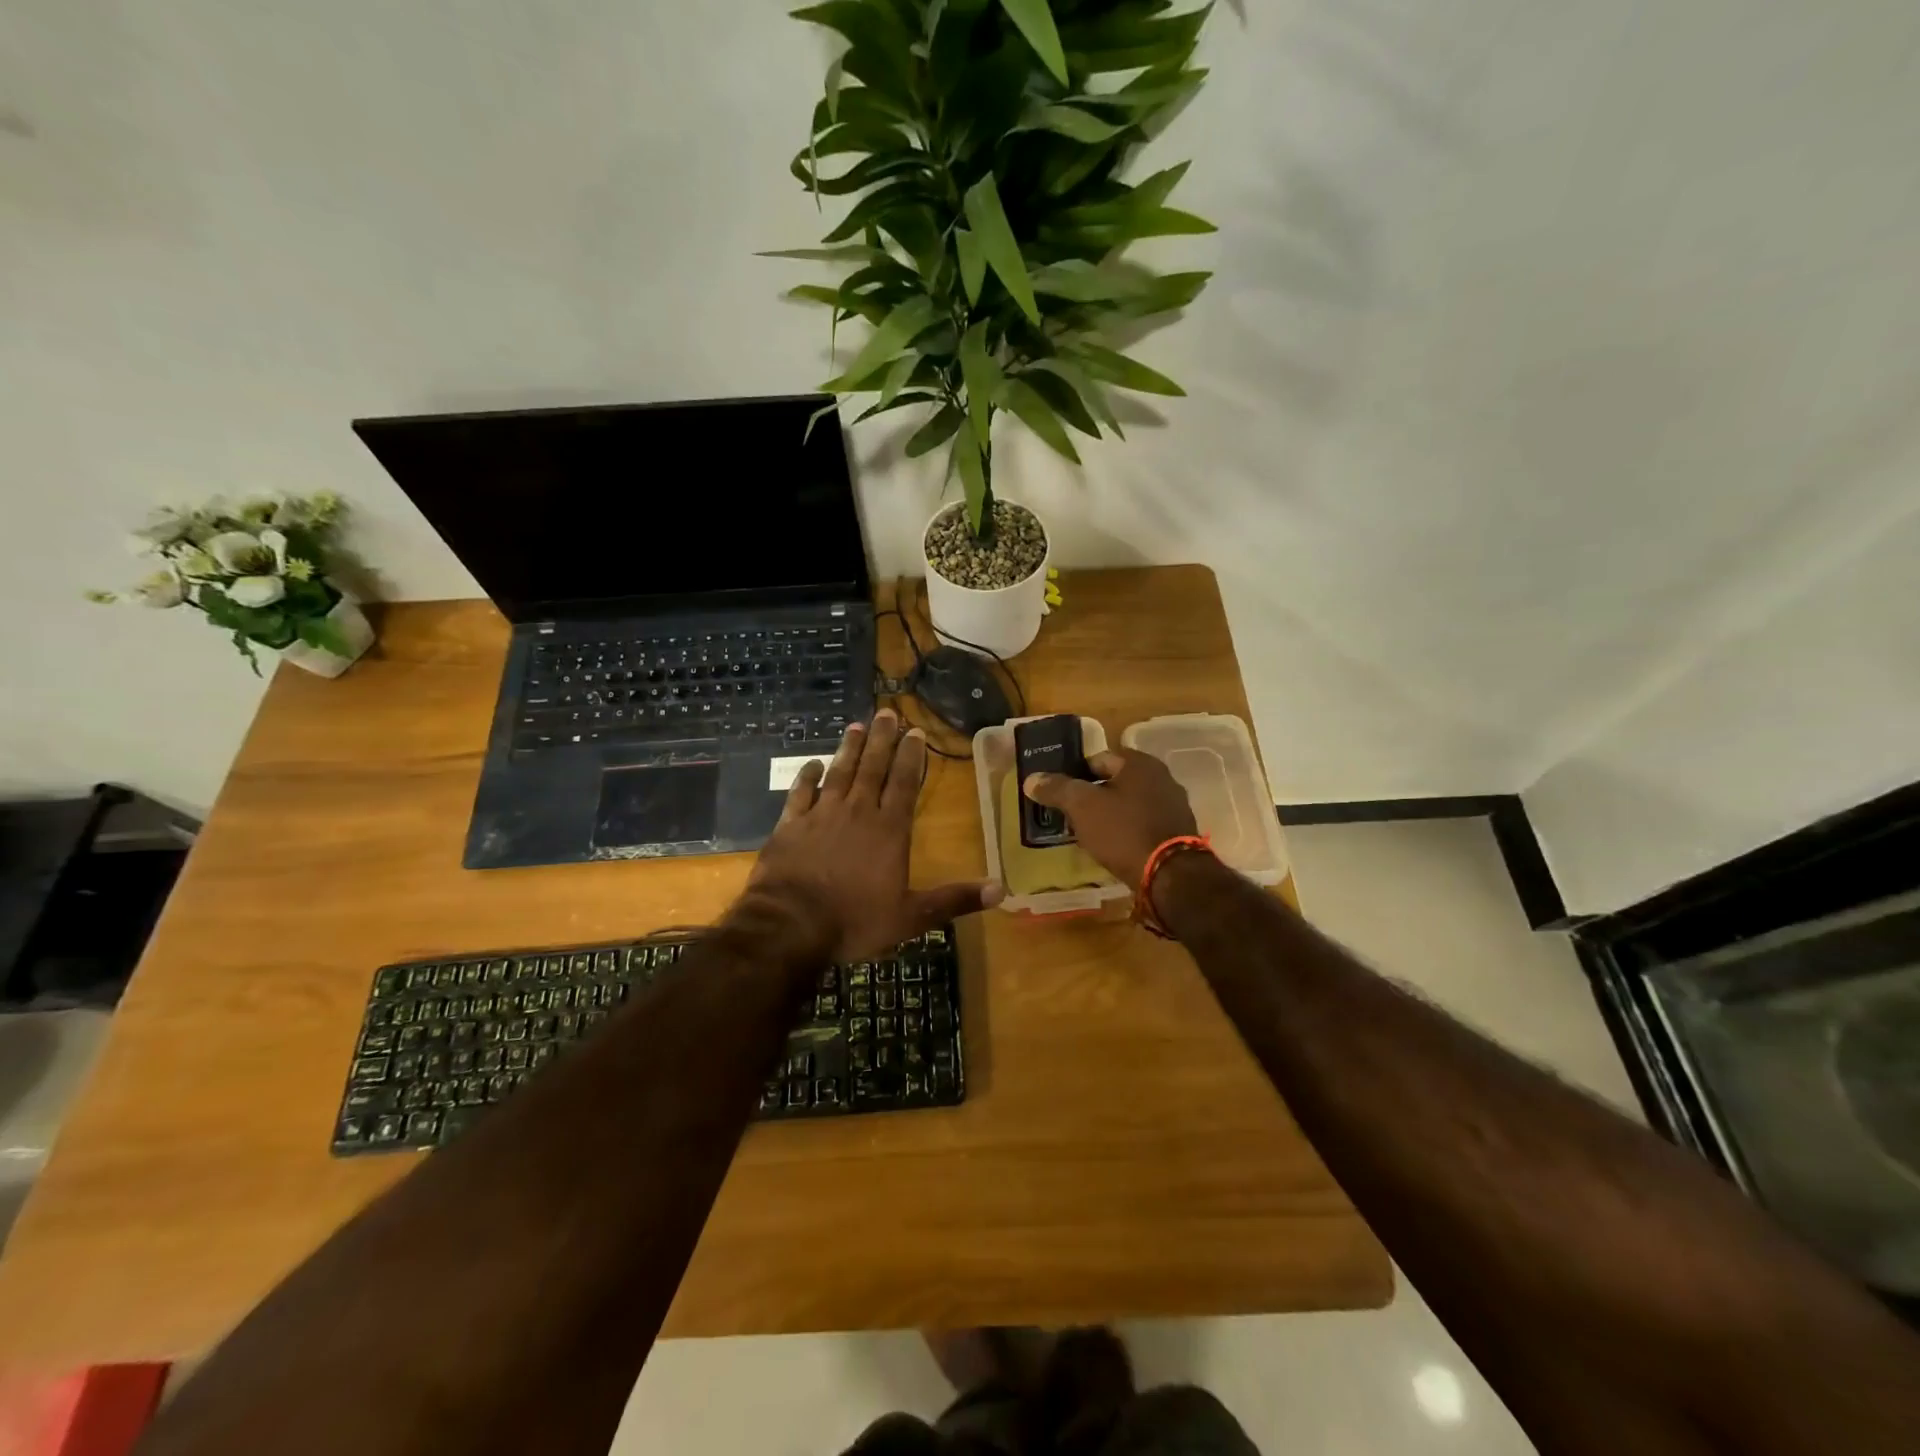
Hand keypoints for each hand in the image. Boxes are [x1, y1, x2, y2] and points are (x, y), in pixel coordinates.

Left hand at [745, 708, 1002, 961]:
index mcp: (888, 830)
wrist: (790, 925)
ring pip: (839, 772)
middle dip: (882, 739)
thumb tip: (1001, 889)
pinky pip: (800, 792)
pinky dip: (807, 776)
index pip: (903, 783)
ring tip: (857, 725)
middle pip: (872, 768)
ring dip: (850, 748)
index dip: (911, 756)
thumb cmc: (854, 920)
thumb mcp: (911, 917)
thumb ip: (954, 899)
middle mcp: (857, 812)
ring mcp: (820, 815)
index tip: (915, 731)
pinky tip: (812, 763)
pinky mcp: (790, 825)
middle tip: (887, 712)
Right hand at [1023, 748, 1196, 890]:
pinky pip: (1142, 824)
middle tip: (1069, 815)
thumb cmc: (1123, 832)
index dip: (1074, 773)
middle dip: (1092, 796)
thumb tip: (1032, 779)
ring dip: (1109, 815)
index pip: (1097, 758)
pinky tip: (1112, 848)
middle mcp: (1162, 778)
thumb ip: (1057, 789)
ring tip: (1087, 833)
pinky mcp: (1178, 833)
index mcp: (1140, 763)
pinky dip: (1126, 831)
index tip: (1058, 793)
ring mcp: (1173, 806)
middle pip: (1115, 782)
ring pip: (1129, 804)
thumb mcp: (1082, 807)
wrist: (1170, 876)